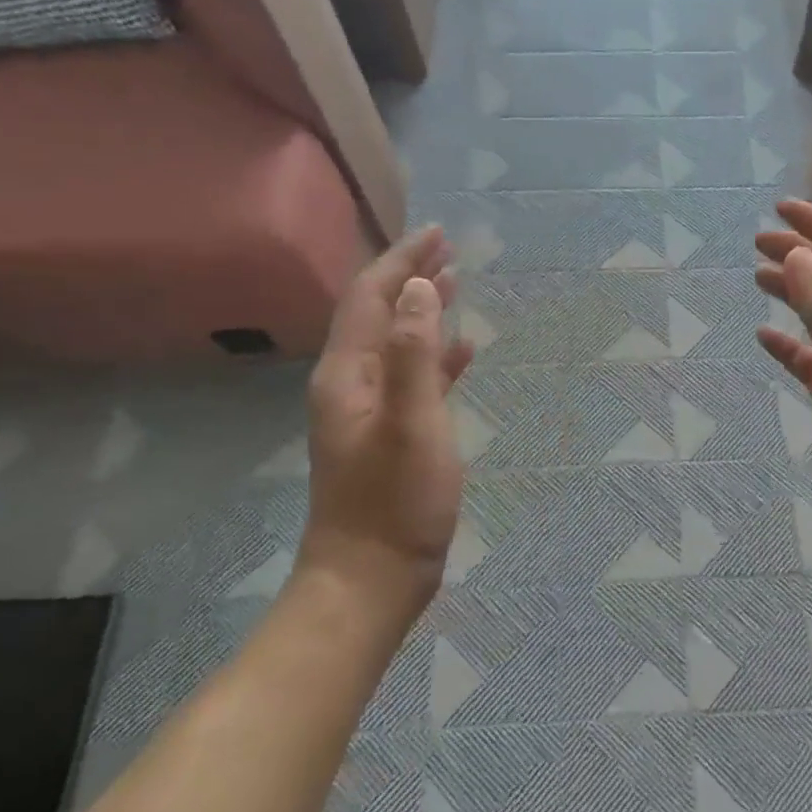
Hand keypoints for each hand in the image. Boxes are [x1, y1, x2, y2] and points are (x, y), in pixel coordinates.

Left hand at [299, 227, 474, 610]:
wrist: (370, 578)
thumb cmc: (395, 501)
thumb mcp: (411, 422)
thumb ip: (414, 353)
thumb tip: (419, 288)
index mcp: (348, 374)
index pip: (369, 297)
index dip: (402, 261)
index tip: (437, 233)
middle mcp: (351, 383)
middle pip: (378, 313)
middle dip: (410, 277)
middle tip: (449, 249)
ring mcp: (369, 410)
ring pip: (396, 342)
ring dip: (423, 310)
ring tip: (456, 283)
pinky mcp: (390, 434)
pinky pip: (413, 377)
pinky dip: (435, 355)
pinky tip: (463, 351)